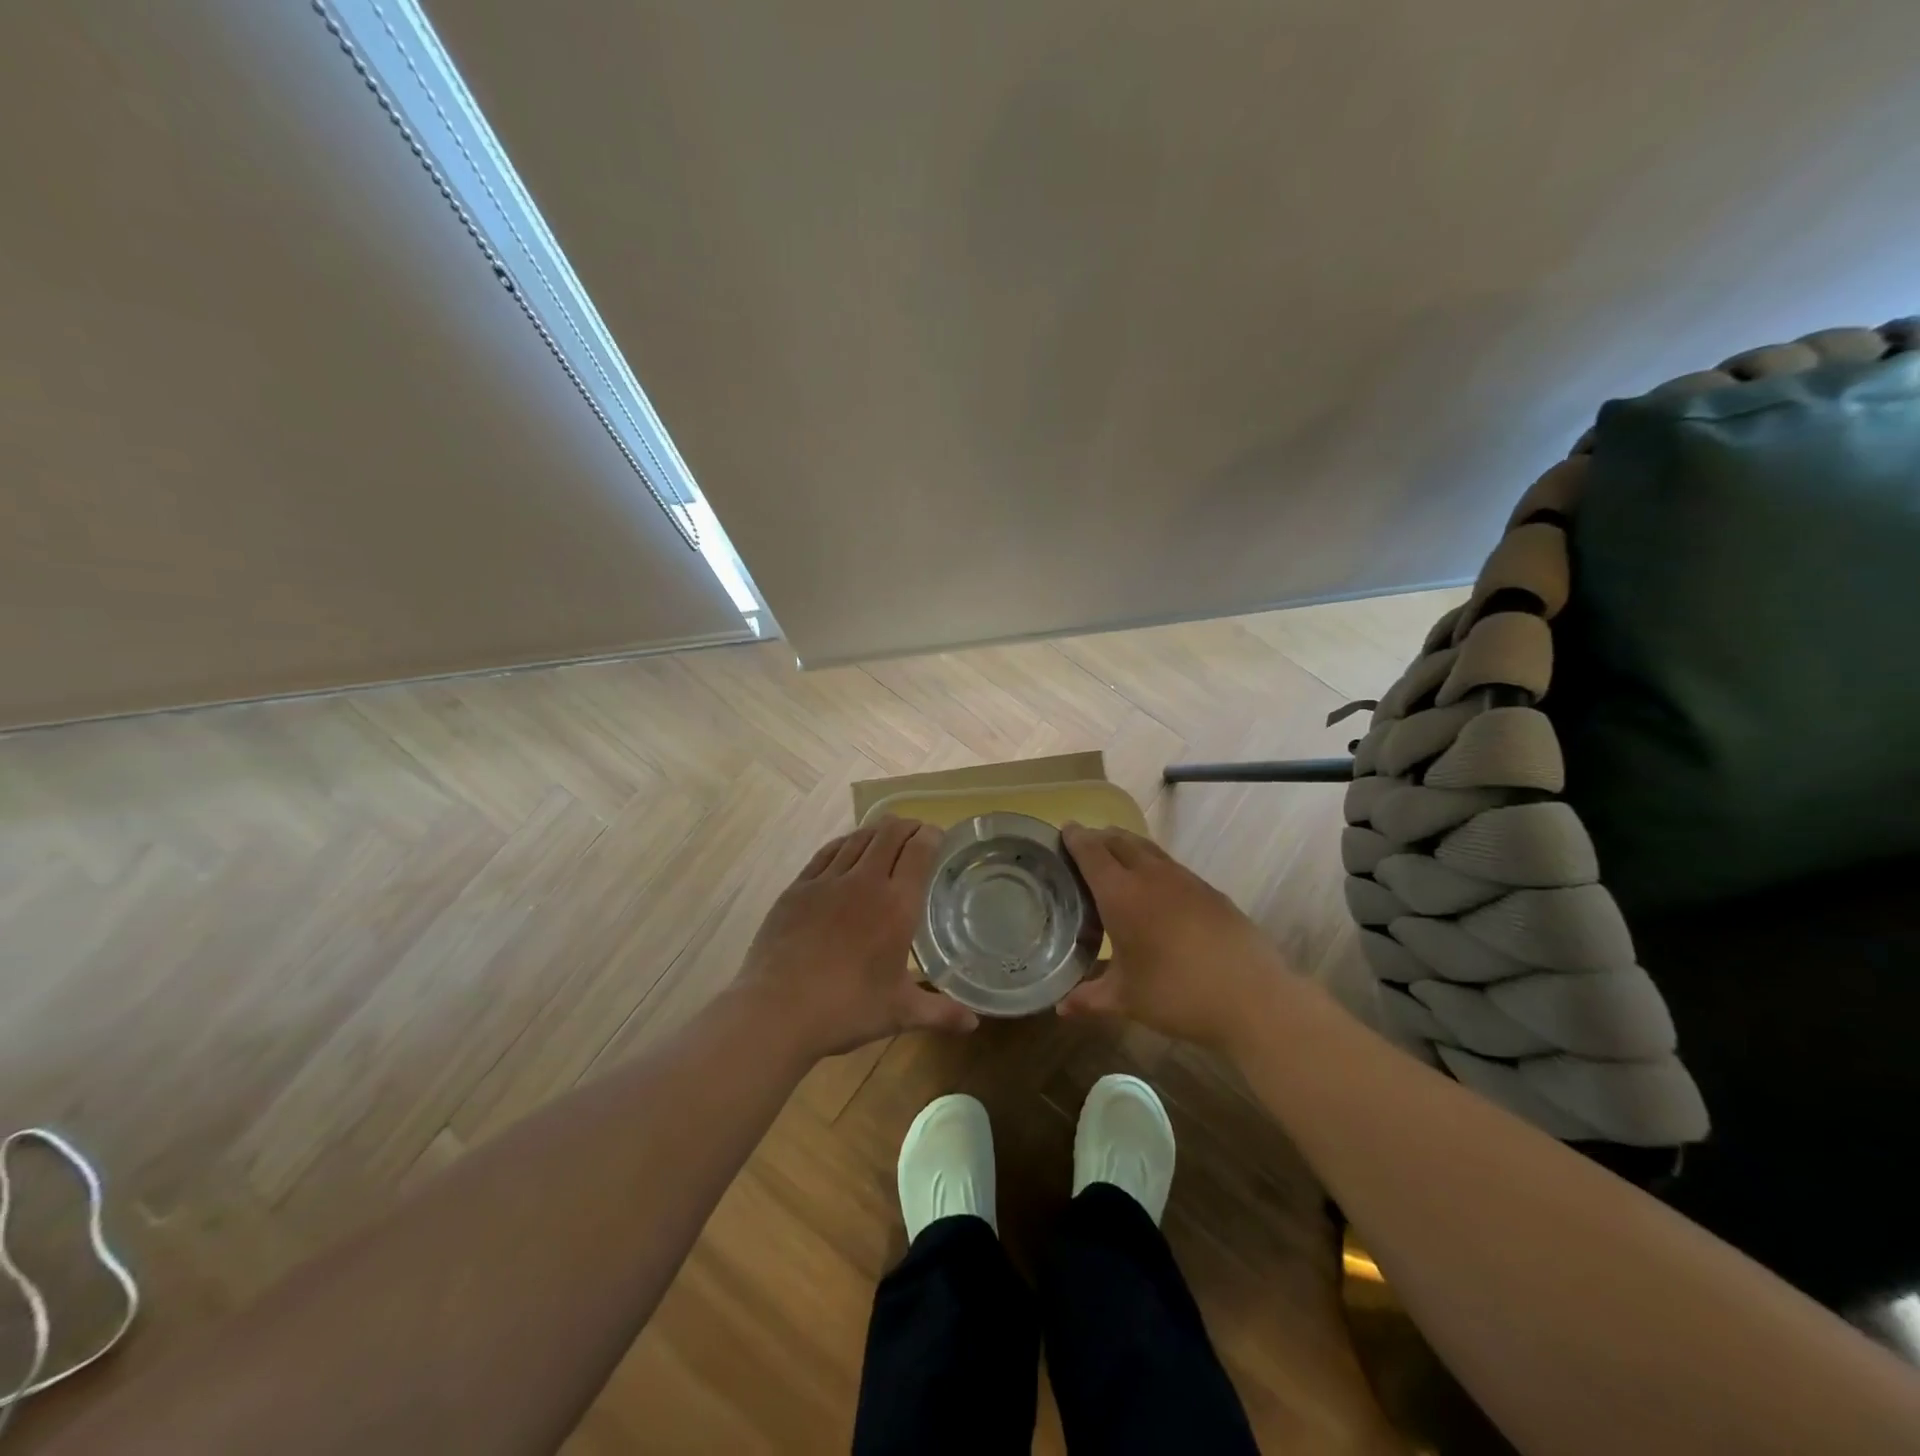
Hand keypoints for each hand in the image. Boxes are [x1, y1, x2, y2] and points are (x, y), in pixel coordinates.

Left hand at [736, 816, 978, 1059]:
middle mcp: (865, 882)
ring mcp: (827, 881)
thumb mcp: (900, 1012)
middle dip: (906, 826)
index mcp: (897, 905)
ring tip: (885, 834)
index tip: (938, 835)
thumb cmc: (847, 1009)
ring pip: (857, 839)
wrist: (777, 1010)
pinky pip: (826, 853)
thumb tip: (974, 1023)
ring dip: (876, 831)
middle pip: (889, 835)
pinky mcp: (797, 888)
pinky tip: (845, 847)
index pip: (919, 852)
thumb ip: (940, 1012)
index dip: (931, 836)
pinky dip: (843, 844)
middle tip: (916, 832)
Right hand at [1056, 823, 1294, 1051]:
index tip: (1064, 830)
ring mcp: (1186, 880)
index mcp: (1122, 894)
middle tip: (1086, 846)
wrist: (1252, 997)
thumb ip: (1089, 998)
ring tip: (1118, 860)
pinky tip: (1158, 891)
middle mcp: (1151, 876)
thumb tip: (1061, 1007)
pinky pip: (1172, 866)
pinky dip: (1154, 866)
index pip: (1092, 852)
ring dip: (1128, 847)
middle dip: (1100, 838)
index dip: (1076, 838)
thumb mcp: (1126, 999)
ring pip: (1149, 849)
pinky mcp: (1211, 891)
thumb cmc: (1177, 994)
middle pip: (1120, 841)